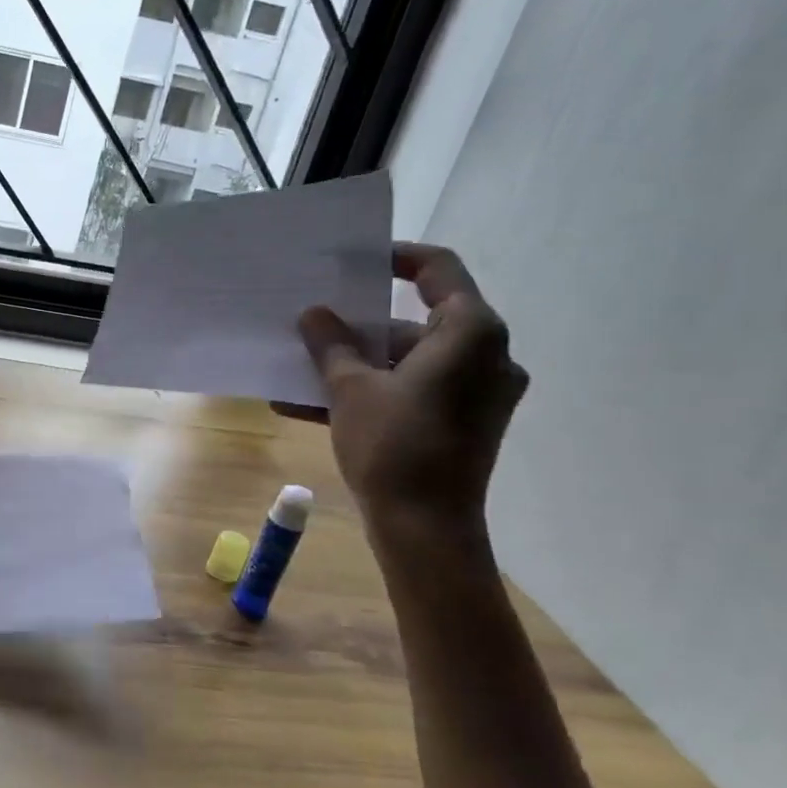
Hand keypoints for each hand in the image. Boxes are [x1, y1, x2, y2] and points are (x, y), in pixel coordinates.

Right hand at [281, 243, 527, 526]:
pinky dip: (372, 392)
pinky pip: (413, 392)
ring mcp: (478, 392)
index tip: (354, 262)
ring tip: (300, 370)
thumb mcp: (350, 389)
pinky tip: (312, 406)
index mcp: (470, 333)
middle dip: (360, 326)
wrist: (425, 528)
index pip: (438, 270)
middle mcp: (486, 355)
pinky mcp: (464, 422)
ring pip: (408, 362)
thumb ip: (332, 345)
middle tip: (315, 322)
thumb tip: (313, 314)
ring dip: (356, 365)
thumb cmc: (394, 446)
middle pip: (417, 322)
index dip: (395, 259)